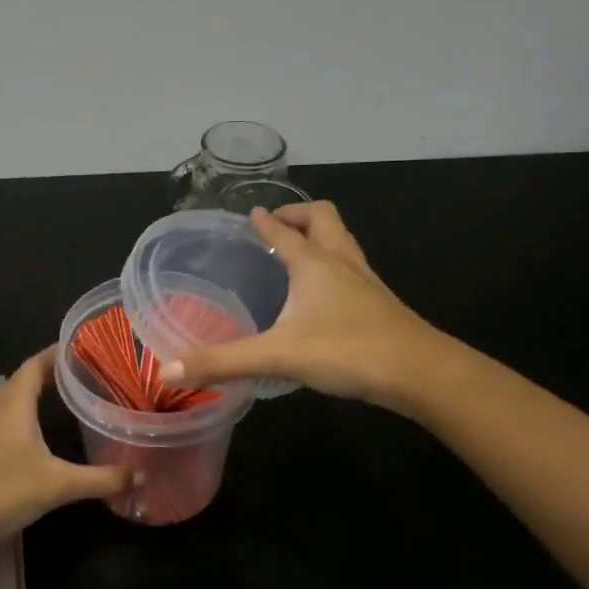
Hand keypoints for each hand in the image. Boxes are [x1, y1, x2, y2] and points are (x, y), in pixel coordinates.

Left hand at [0, 349, 132, 545]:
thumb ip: (101, 479)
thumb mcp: (58, 484)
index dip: (61, 352)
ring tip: (75, 399)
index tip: (90, 348)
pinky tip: (46, 435)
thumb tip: (141, 476)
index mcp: (15, 401)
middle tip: (92, 375)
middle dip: (58, 374)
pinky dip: (31, 418)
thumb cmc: (0, 489)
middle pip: (28, 379)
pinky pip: (10, 421)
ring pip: (17, 401)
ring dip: (42, 396)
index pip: (38, 362)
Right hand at [159, 201, 445, 408]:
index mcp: (314, 263)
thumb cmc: (347, 351)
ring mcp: (366, 282)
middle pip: (324, 219)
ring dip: (320, 238)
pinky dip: (335, 267)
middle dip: (300, 215)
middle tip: (278, 227)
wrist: (421, 373)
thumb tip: (168, 370)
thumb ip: (222, 363)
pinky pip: (354, 270)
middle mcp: (342, 263)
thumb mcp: (277, 356)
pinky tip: (325, 297)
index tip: (253, 214)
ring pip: (344, 242)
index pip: (285, 232)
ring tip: (299, 253)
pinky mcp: (381, 305)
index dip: (267, 222)